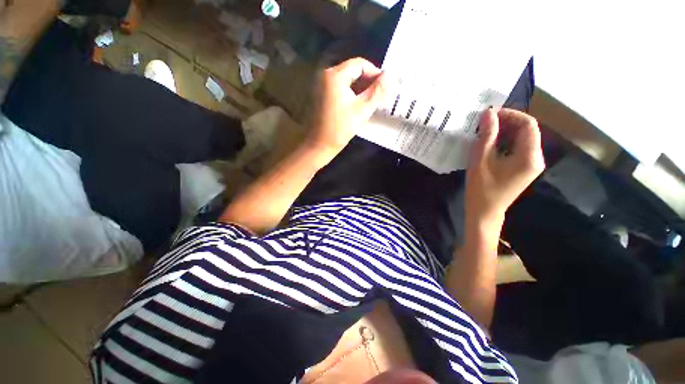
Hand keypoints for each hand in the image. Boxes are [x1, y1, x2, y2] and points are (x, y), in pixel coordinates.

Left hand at [306, 58, 385, 158]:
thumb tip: (390, 76)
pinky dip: (350, 93)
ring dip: (360, 88)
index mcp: (335, 75)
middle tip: (379, 95)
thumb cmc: (341, 128)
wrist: (319, 145)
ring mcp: (320, 85)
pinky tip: (357, 104)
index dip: (375, 73)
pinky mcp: (320, 95)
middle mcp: (325, 75)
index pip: (360, 64)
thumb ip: (378, 91)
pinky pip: (338, 88)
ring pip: (346, 80)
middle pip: (352, 71)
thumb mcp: (362, 109)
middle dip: (368, 82)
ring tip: (370, 101)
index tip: (384, 87)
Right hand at [465, 108, 544, 225]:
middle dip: (507, 123)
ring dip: (505, 132)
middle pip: (528, 130)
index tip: (490, 114)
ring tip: (485, 132)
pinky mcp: (524, 168)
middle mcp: (536, 158)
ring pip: (522, 139)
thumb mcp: (481, 159)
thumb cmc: (481, 188)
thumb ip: (487, 135)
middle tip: (485, 123)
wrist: (485, 211)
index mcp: (529, 156)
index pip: (528, 124)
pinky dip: (506, 142)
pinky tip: (491, 144)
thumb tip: (489, 112)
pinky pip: (519, 148)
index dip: (511, 115)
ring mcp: (532, 164)